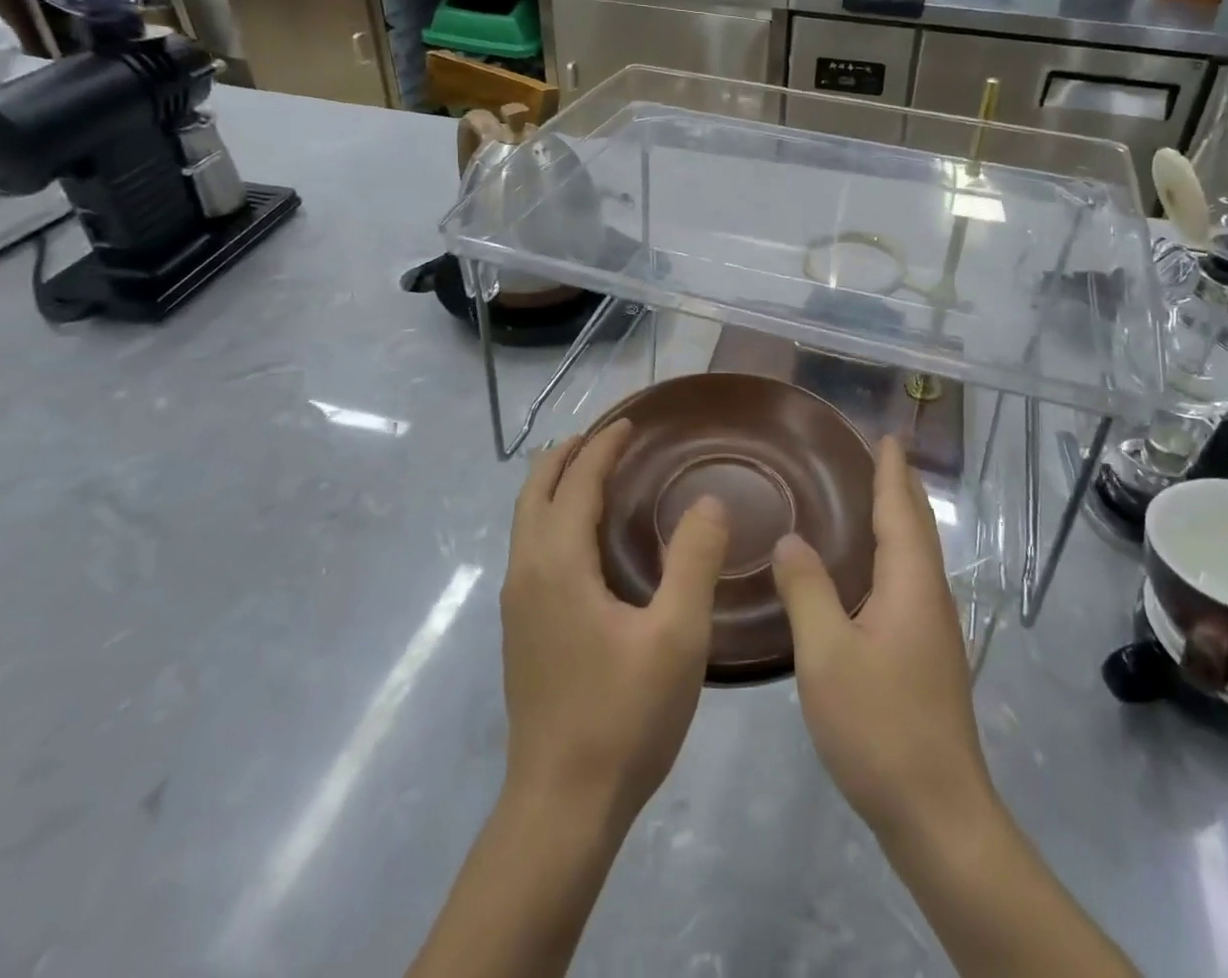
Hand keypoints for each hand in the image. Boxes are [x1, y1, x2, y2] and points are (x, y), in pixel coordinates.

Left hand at [500, 420, 730, 826]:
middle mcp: (527, 572)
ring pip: (528, 519)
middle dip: (569, 453)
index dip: (603, 445)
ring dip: (557, 483)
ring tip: (596, 470)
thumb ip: (695, 560)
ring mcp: (518, 603)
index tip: (631, 421)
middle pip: (535, 489)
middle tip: (610, 435)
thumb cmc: (623, 716)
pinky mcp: (522, 628)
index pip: (576, 481)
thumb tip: (709, 500)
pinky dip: (554, 516)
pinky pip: (532, 546)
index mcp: (558, 563)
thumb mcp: (677, 636)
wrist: (561, 806)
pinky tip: (587, 537)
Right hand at [772, 435, 992, 844]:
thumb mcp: (826, 654)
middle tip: (877, 454)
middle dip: (900, 487)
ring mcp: (933, 630)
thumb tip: (790, 539)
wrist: (939, 815)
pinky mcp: (927, 657)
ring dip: (898, 520)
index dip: (891, 471)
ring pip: (915, 557)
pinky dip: (891, 556)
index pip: (901, 510)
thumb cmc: (880, 725)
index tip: (885, 435)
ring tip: (869, 498)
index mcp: (911, 585)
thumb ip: (806, 590)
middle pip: (917, 527)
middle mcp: (930, 597)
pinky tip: (866, 573)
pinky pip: (908, 583)